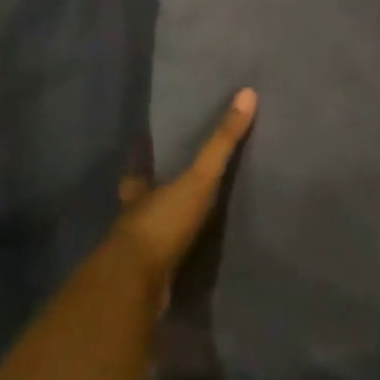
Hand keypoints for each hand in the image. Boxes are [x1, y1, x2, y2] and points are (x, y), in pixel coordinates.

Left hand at [116, 87, 255, 309]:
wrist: (134, 286)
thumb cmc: (162, 222)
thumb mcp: (200, 177)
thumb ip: (222, 141)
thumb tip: (247, 93)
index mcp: (140, 194)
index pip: (137, 175)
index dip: (139, 166)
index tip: (138, 157)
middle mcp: (133, 222)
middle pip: (140, 206)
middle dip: (150, 201)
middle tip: (166, 194)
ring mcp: (134, 257)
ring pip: (147, 238)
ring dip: (161, 233)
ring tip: (183, 229)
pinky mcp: (144, 285)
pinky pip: (159, 269)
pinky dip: (170, 265)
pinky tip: (184, 266)